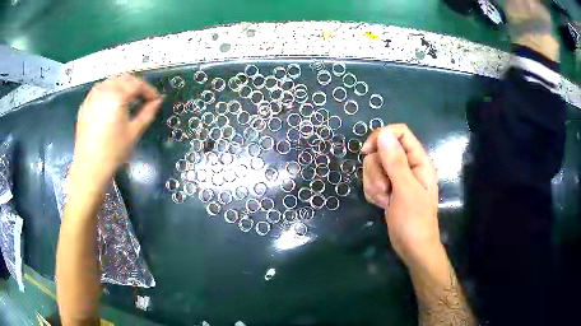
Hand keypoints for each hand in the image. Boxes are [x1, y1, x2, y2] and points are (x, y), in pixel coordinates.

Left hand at [71, 73, 162, 192]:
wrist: (89, 168)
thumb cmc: (114, 152)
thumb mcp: (134, 132)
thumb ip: (148, 112)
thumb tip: (158, 101)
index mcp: (117, 95)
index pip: (137, 84)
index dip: (149, 90)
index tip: (156, 99)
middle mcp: (104, 90)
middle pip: (124, 78)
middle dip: (136, 85)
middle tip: (143, 98)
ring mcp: (92, 96)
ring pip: (111, 81)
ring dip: (123, 85)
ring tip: (128, 99)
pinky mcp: (85, 104)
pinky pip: (100, 89)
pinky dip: (110, 90)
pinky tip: (112, 103)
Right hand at [361, 124, 439, 266]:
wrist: (412, 248)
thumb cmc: (414, 221)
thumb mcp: (405, 190)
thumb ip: (395, 162)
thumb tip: (383, 134)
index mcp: (418, 160)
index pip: (399, 133)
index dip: (382, 137)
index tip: (367, 152)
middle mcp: (408, 165)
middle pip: (382, 150)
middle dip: (376, 170)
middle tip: (384, 189)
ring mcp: (397, 178)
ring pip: (374, 166)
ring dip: (374, 184)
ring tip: (384, 200)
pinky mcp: (389, 188)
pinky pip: (372, 180)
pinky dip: (373, 192)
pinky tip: (382, 204)